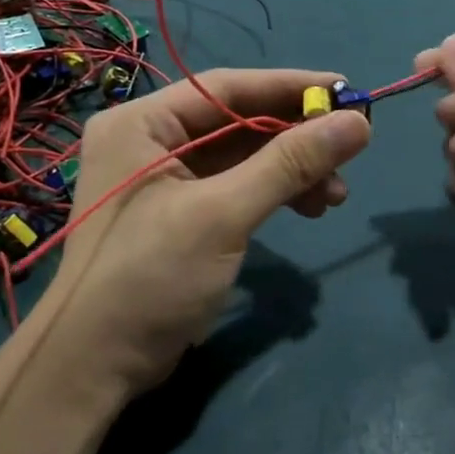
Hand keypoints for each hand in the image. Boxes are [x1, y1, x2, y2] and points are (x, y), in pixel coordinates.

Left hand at [36, 69, 371, 397]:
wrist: (96, 366)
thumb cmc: (150, 277)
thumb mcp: (223, 214)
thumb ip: (289, 164)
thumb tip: (358, 123)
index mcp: (142, 123)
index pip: (226, 87)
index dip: (290, 86)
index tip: (347, 92)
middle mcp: (150, 141)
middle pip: (237, 121)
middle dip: (296, 138)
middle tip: (350, 150)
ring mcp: (164, 180)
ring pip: (242, 157)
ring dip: (291, 171)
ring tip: (336, 194)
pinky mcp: (180, 214)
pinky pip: (235, 187)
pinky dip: (273, 193)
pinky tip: (309, 207)